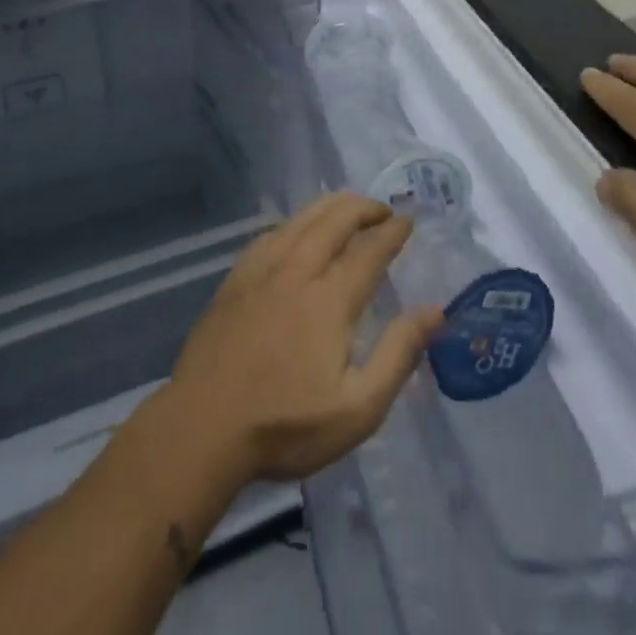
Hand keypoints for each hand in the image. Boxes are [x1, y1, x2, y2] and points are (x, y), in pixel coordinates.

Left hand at [157, 193, 443, 487]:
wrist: (202, 428)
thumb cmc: (285, 425)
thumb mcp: (358, 408)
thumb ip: (399, 354)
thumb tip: (434, 310)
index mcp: (330, 299)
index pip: (369, 250)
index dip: (392, 231)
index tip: (408, 219)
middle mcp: (297, 271)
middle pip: (334, 220)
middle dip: (363, 208)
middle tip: (383, 210)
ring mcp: (261, 271)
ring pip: (300, 219)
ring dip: (330, 207)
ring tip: (347, 207)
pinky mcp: (234, 279)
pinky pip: (270, 233)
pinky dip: (293, 222)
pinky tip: (295, 229)